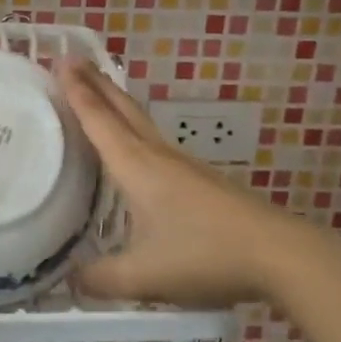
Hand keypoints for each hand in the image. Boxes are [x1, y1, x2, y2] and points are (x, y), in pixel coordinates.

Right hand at [55, 56, 336, 307]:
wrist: (279, 254)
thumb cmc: (204, 255)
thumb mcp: (143, 276)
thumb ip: (101, 279)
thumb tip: (69, 282)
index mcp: (136, 166)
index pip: (99, 119)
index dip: (77, 91)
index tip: (61, 60)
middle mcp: (156, 155)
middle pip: (121, 108)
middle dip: (96, 82)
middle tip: (74, 60)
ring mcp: (182, 164)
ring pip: (140, 122)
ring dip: (115, 102)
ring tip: (98, 93)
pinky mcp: (200, 179)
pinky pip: (154, 141)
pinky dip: (133, 128)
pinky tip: (135, 148)